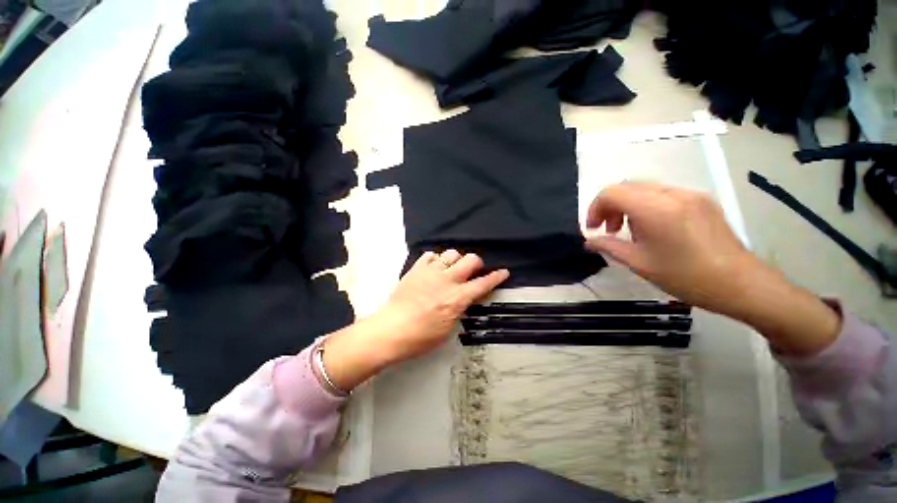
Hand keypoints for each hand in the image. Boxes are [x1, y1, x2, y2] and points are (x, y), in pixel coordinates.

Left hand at [321, 250, 508, 390]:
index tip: (503, 272)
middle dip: (476, 263)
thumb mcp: (448, 328)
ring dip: (456, 260)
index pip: (483, 284)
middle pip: (470, 260)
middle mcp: (447, 280)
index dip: (496, 277)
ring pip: (451, 253)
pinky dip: (435, 259)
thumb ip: (459, 309)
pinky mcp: (416, 269)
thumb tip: (463, 300)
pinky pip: (430, 255)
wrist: (391, 330)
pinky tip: (434, 267)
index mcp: (457, 298)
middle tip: (473, 271)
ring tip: (451, 269)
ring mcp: (431, 272)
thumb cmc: (421, 337)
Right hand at [585, 182, 839, 355]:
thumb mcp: (639, 264)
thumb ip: (609, 247)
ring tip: (631, 231)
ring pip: (644, 189)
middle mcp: (672, 194)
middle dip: (610, 206)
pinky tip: (653, 228)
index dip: (595, 208)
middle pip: (627, 187)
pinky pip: (663, 194)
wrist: (741, 284)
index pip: (612, 192)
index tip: (593, 229)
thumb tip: (589, 241)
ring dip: (628, 205)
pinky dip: (646, 206)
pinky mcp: (702, 200)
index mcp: (655, 209)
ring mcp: (690, 194)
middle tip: (609, 230)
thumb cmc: (686, 276)